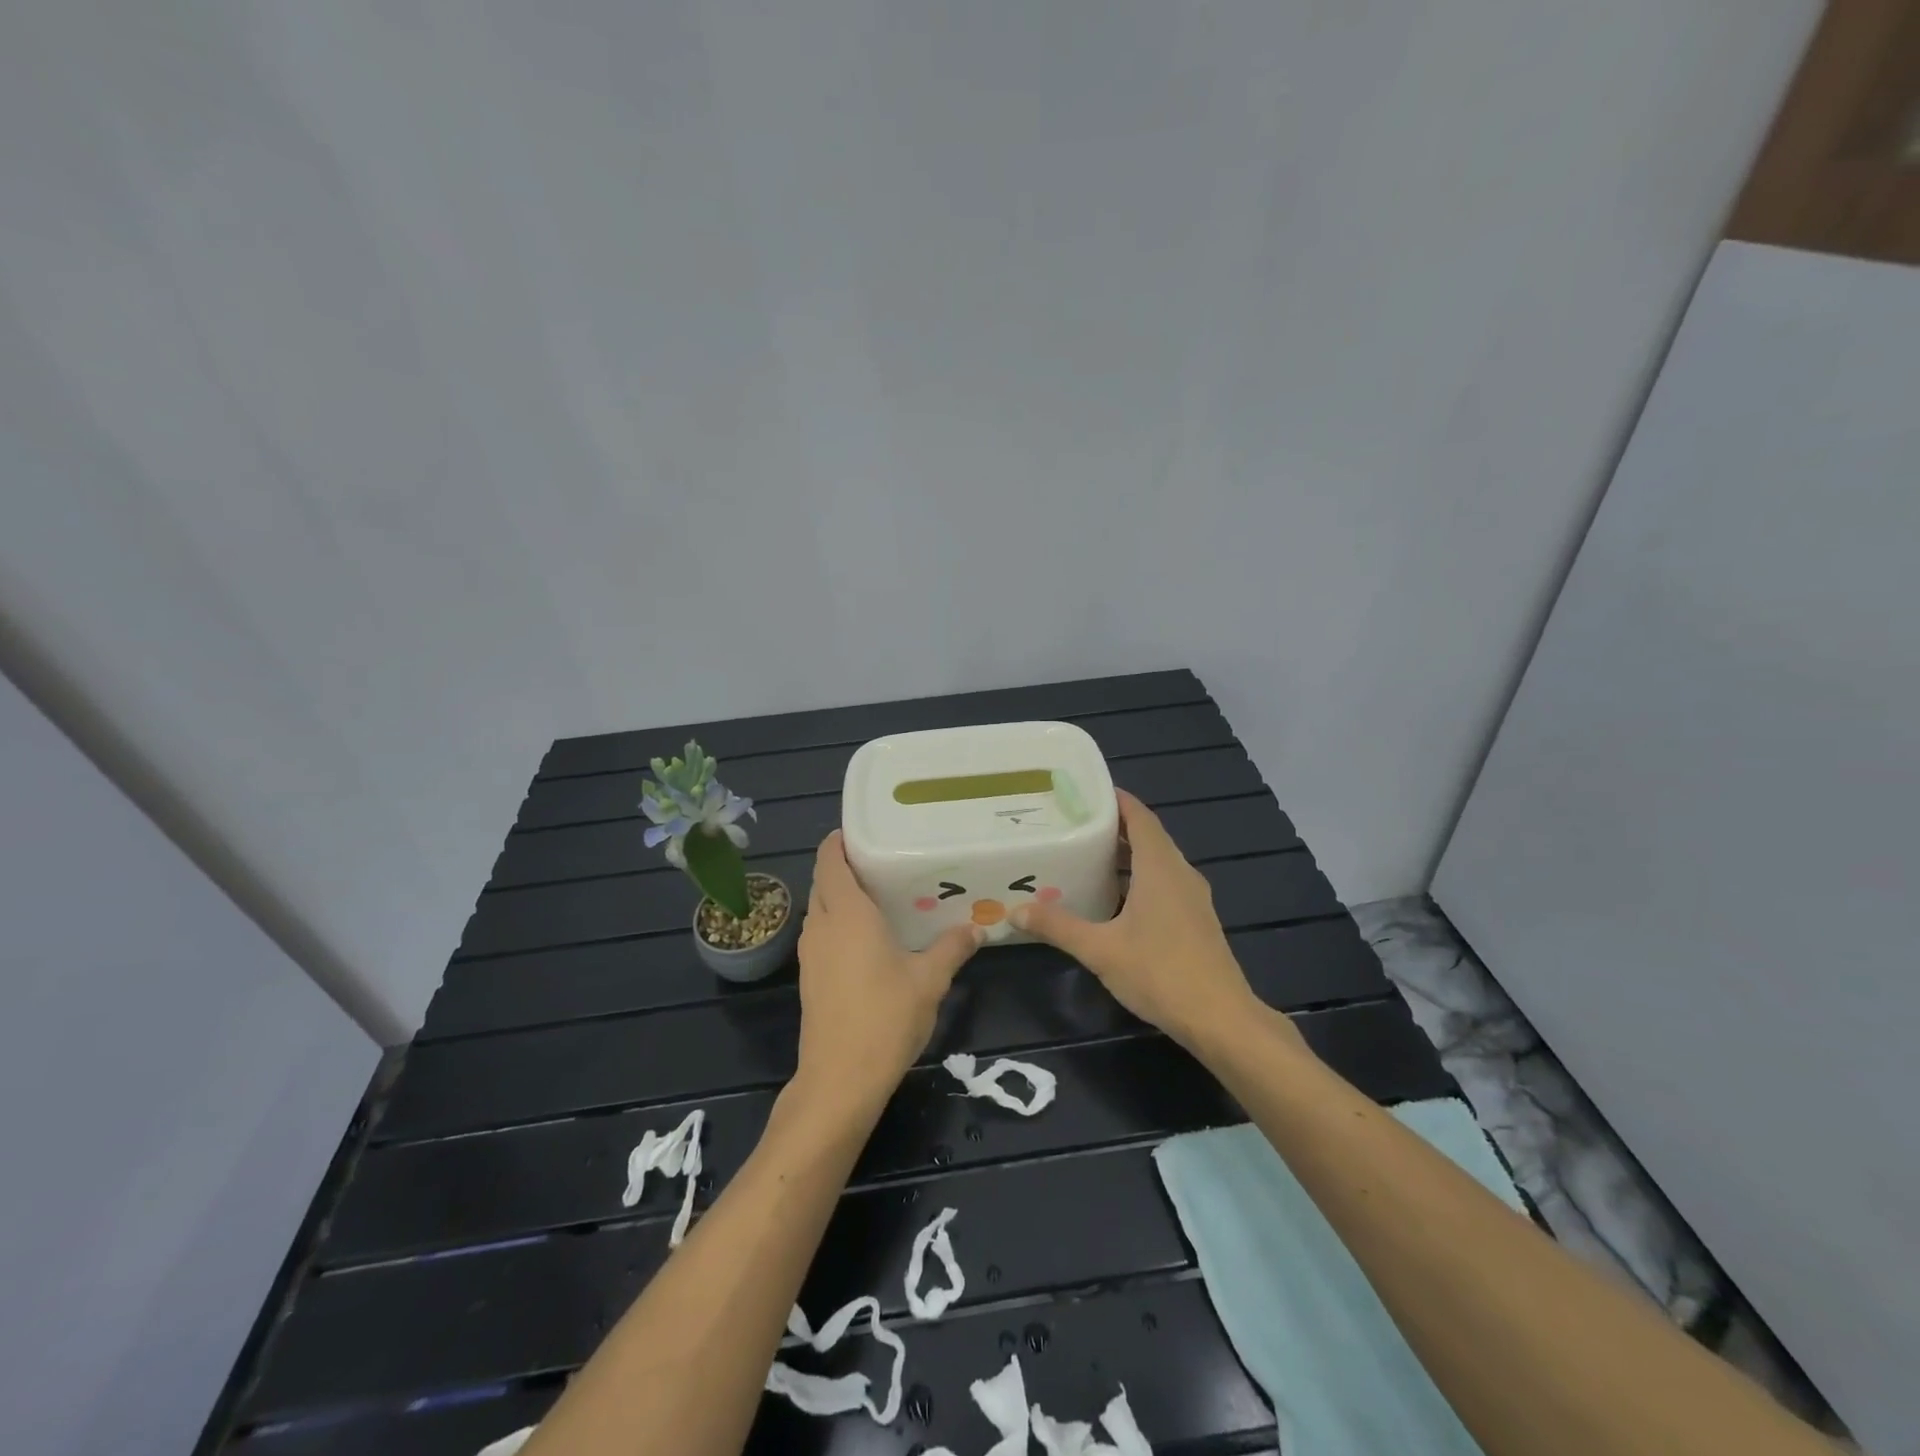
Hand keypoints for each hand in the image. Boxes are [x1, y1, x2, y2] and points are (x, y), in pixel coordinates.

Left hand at [792, 832, 980, 1112]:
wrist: (839, 1080)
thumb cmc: (885, 1018)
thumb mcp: (930, 981)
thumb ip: (952, 948)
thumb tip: (976, 928)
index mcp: (847, 913)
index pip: (829, 860)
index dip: (838, 841)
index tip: (862, 831)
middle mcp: (821, 925)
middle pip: (823, 881)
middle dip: (843, 867)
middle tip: (882, 862)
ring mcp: (810, 953)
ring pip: (819, 909)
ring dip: (839, 897)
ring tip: (878, 897)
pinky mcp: (808, 977)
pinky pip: (820, 934)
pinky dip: (837, 924)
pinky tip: (867, 940)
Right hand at [1012, 790, 1282, 1050]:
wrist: (1221, 1019)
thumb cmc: (1160, 973)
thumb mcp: (1100, 949)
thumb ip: (1059, 927)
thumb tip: (1016, 911)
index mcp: (1160, 867)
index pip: (1139, 816)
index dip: (1116, 799)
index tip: (1084, 792)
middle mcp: (1180, 873)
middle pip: (1147, 836)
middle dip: (1113, 827)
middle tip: (1073, 825)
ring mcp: (1192, 898)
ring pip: (1156, 862)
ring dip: (1126, 855)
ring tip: (1086, 857)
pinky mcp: (1195, 920)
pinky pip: (1164, 883)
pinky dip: (1138, 878)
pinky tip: (1113, 899)